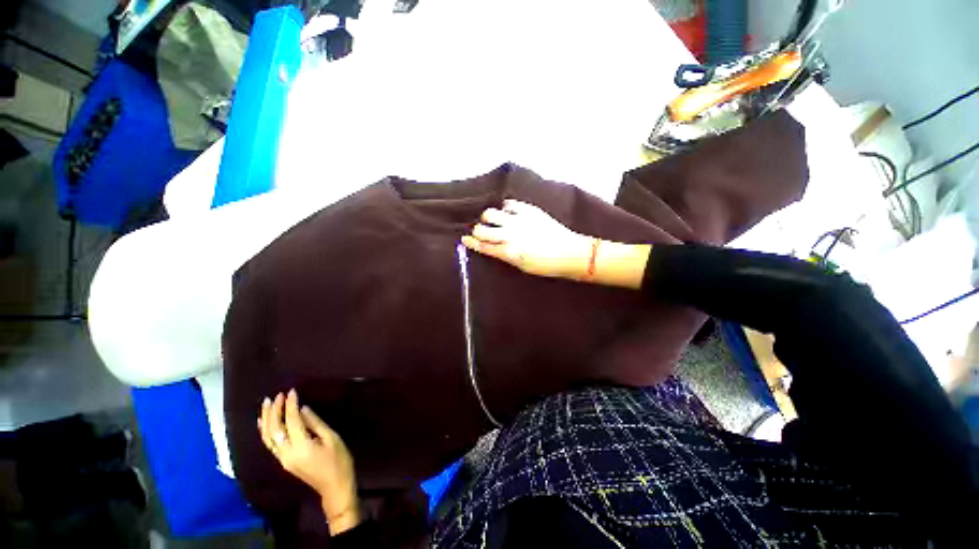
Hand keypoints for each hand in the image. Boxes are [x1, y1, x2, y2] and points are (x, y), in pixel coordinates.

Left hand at [259, 389, 359, 534]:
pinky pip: (270, 444)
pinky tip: (265, 422)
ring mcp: (283, 459)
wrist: (335, 486)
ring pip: (268, 437)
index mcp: (301, 446)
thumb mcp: (332, 439)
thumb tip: (303, 409)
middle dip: (274, 411)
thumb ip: (315, 424)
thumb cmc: (339, 460)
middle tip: (277, 395)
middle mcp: (287, 453)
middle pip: (274, 429)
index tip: (292, 391)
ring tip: (266, 404)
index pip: (291, 421)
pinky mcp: (284, 461)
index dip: (290, 405)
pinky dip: (266, 431)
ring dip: (266, 419)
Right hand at [462, 200, 593, 279]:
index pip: (482, 246)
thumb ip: (505, 255)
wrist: (569, 252)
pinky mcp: (529, 210)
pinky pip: (509, 204)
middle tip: (482, 232)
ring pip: (491, 213)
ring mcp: (519, 220)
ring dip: (489, 218)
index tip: (465, 239)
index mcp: (508, 252)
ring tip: (495, 221)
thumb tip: (493, 247)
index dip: (471, 242)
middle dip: (478, 231)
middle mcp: (510, 235)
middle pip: (482, 229)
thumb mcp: (522, 267)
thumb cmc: (546, 266)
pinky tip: (509, 213)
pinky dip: (506, 208)